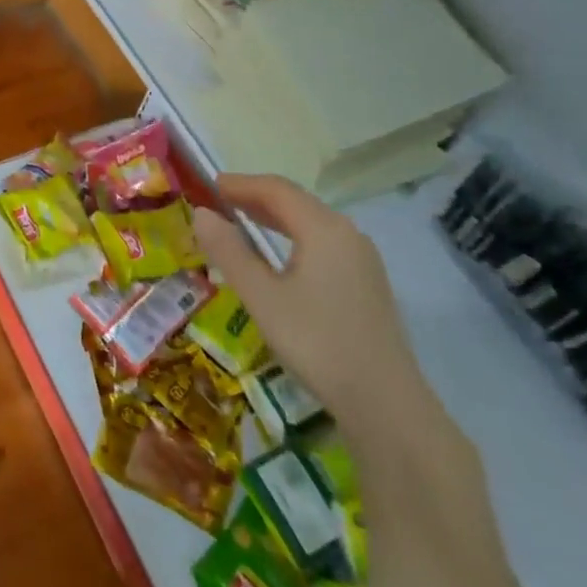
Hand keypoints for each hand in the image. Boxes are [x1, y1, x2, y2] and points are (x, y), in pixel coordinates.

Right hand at [194, 173, 432, 444]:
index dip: (240, 183)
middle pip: (296, 201)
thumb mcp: (261, 297)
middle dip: (256, 197)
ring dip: (274, 217)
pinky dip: (293, 237)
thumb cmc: (316, 342)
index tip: (208, 186)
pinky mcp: (366, 282)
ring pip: (311, 222)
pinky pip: (323, 243)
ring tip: (241, 222)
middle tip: (219, 201)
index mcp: (323, 228)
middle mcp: (347, 233)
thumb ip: (229, 251)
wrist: (384, 403)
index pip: (276, 189)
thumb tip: (201, 214)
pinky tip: (278, 257)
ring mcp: (362, 259)